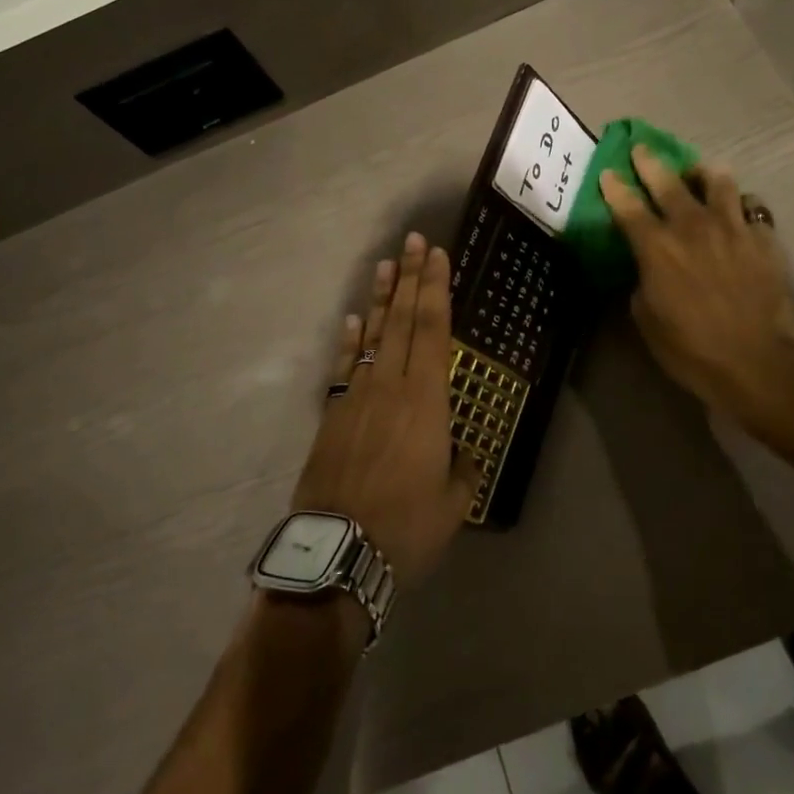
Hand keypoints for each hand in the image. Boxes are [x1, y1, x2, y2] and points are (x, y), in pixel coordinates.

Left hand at [292, 232, 478, 591]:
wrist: (338, 552)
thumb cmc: (406, 528)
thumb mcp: (453, 503)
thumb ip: (461, 469)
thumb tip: (458, 453)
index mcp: (426, 401)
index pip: (435, 330)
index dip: (437, 289)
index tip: (438, 255)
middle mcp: (391, 385)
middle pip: (404, 320)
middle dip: (412, 278)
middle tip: (415, 241)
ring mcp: (357, 396)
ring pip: (374, 335)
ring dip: (382, 298)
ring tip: (387, 264)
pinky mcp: (333, 414)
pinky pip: (345, 365)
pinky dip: (351, 338)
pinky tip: (356, 318)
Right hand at [599, 146, 793, 432]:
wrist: (757, 363)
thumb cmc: (690, 349)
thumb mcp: (646, 319)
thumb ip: (642, 282)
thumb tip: (647, 267)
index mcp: (657, 247)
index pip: (628, 206)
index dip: (615, 187)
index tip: (608, 173)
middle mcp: (693, 227)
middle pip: (668, 182)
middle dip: (650, 162)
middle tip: (642, 149)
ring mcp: (733, 229)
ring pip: (718, 182)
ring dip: (704, 173)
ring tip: (701, 173)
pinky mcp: (764, 240)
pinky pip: (751, 209)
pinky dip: (740, 207)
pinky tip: (738, 215)